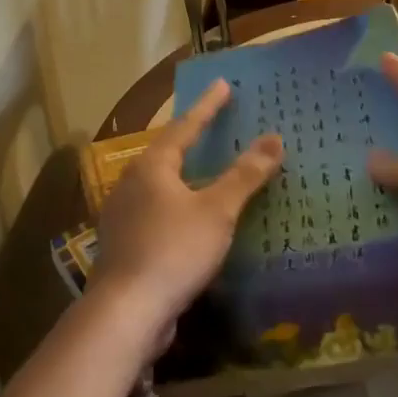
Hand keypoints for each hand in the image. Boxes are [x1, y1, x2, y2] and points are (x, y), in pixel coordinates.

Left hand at [87, 78, 283, 356]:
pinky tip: (192, 218)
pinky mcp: (125, 244)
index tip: (224, 85)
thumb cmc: (174, 250)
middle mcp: (132, 183)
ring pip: (160, 184)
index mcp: (152, 166)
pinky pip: (157, 212)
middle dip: (192, 139)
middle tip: (216, 125)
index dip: (207, 106)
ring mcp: (124, 215)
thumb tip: (274, 138)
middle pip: (167, 152)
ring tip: (207, 170)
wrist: (126, 312)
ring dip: (186, 175)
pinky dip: (179, 205)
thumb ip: (245, 175)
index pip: (185, 126)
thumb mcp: (217, 211)